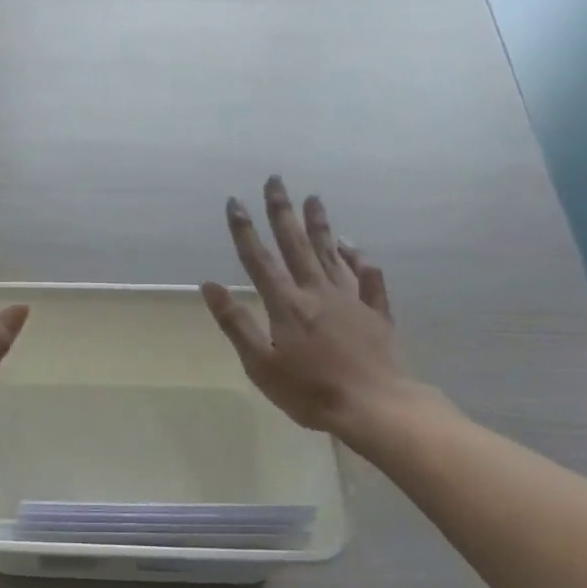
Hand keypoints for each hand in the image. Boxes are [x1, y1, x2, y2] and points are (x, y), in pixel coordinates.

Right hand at [201, 176, 424, 448]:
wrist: (375, 407)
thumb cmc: (310, 391)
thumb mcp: (260, 364)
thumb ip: (236, 323)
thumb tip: (210, 285)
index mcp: (287, 304)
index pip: (259, 260)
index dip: (245, 230)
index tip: (235, 202)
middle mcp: (317, 292)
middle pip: (297, 245)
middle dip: (283, 211)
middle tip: (276, 181)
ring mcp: (350, 300)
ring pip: (332, 254)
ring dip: (320, 225)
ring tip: (313, 199)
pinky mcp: (376, 314)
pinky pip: (369, 280)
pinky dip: (361, 261)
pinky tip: (356, 249)